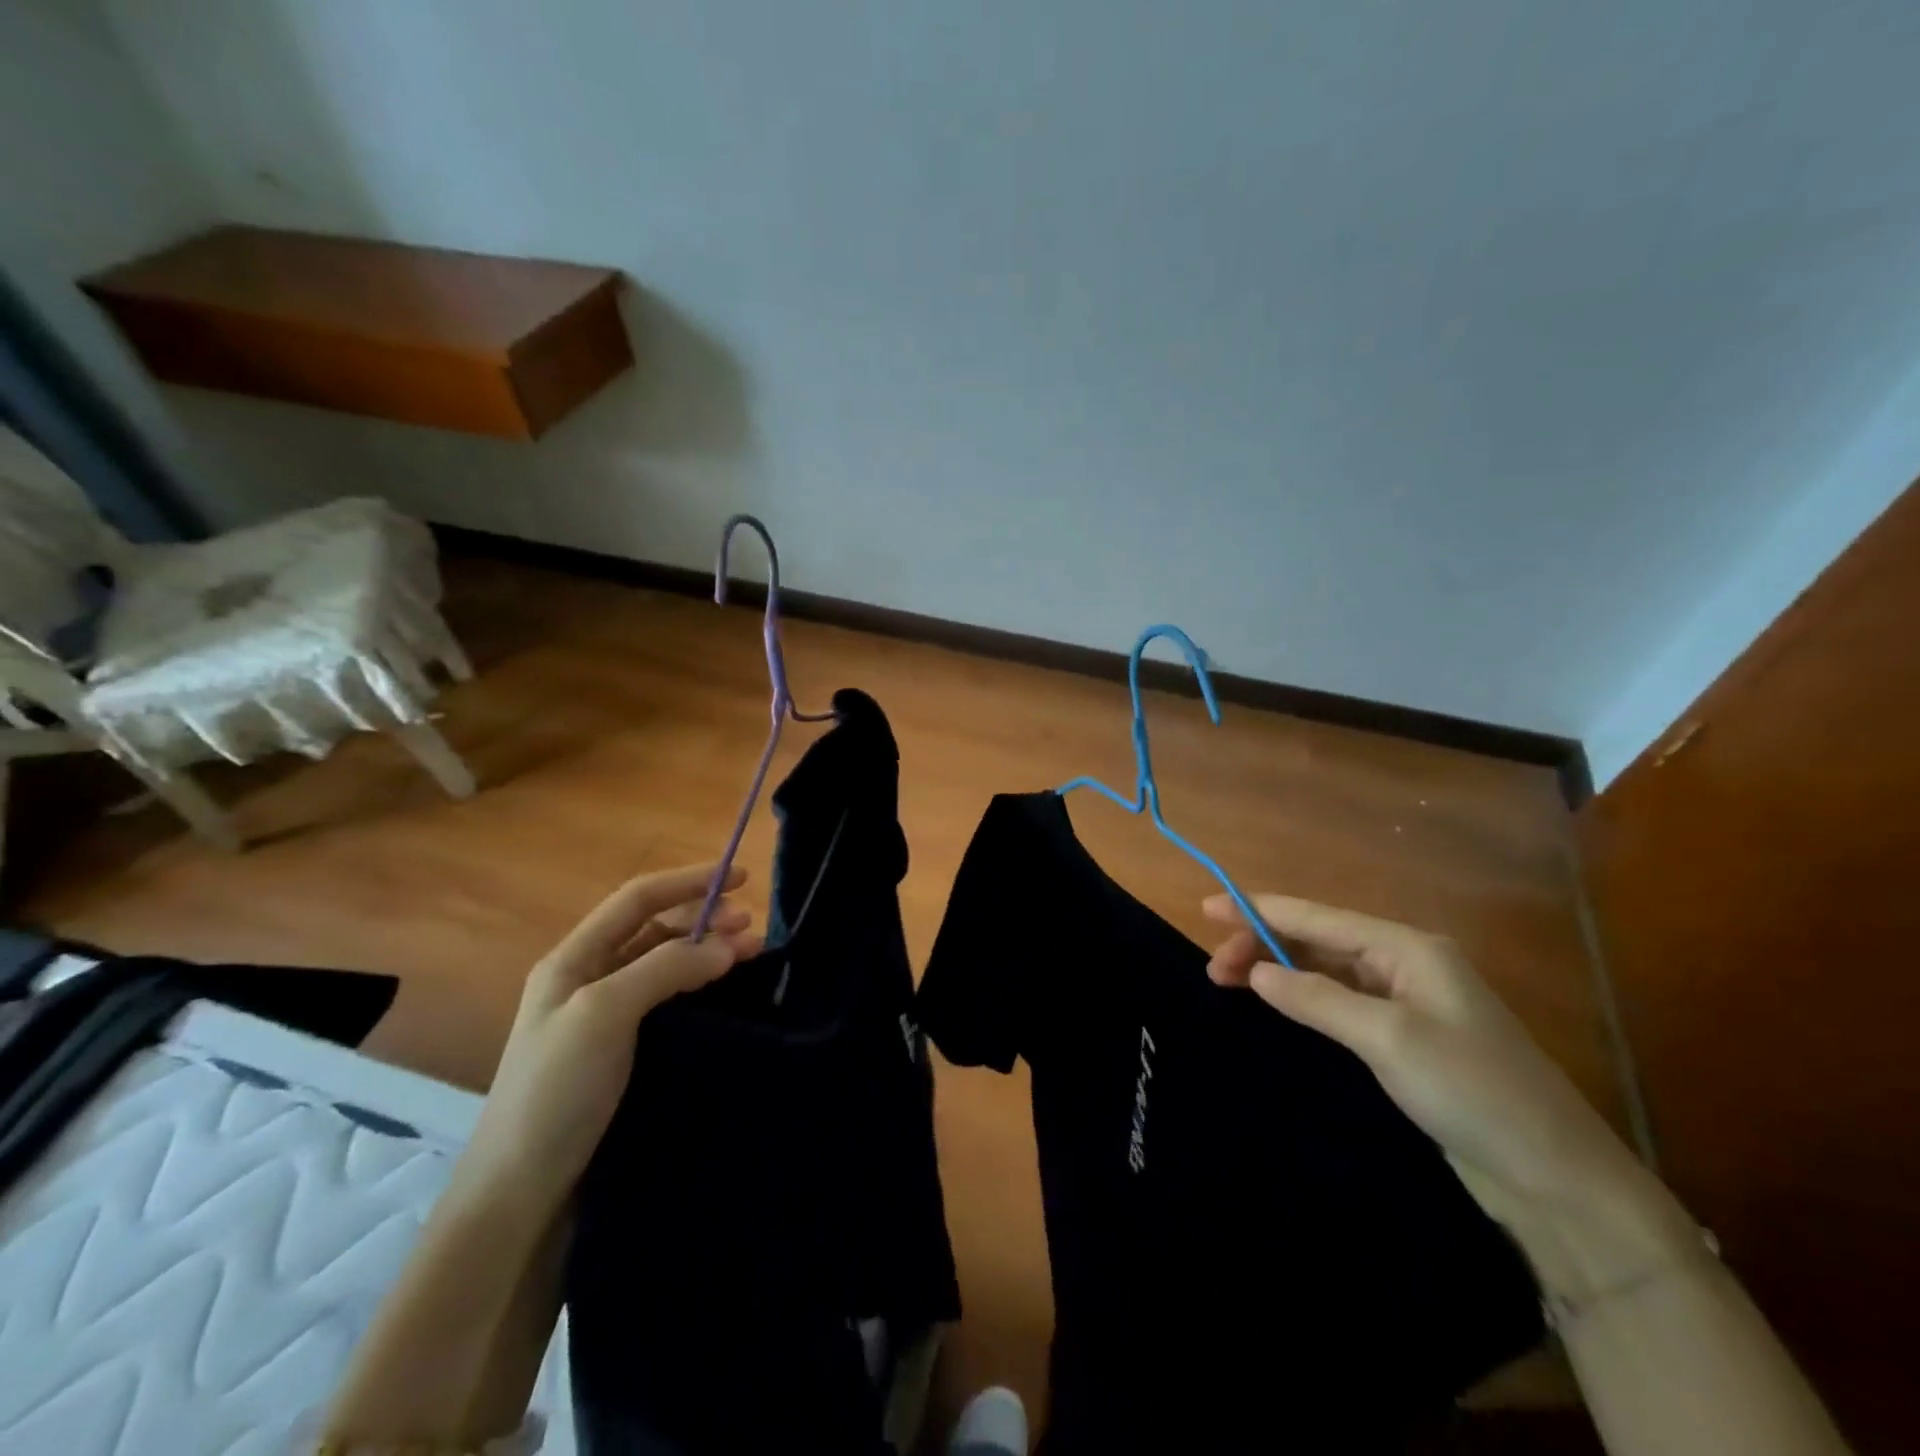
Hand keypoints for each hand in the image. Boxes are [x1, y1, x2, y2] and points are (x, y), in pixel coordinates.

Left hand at [458, 864, 762, 1214]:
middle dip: (705, 918)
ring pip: (667, 965)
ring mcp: (607, 1018)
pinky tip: (729, 994)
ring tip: (752, 954)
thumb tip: (728, 943)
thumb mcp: (604, 1014)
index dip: (688, 881)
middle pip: (655, 929)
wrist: (521, 1195)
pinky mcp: (626, 1053)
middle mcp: (590, 979)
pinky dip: (702, 987)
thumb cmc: (555, 1091)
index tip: (740, 877)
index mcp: (573, 959)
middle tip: (753, 926)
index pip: (638, 899)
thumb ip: (665, 968)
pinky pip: (671, 1001)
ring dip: (708, 952)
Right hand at [1204, 893, 1690, 1295]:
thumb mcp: (1388, 1039)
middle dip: (1263, 944)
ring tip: (1230, 983)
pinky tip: (1278, 1004)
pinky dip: (1303, 997)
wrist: (1556, 1179)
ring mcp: (1407, 1001)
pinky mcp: (1405, 1037)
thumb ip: (1317, 998)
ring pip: (1325, 969)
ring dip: (1278, 971)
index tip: (1206, 908)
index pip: (1317, 917)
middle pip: (1317, 939)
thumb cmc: (1473, 1092)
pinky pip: (1339, 1000)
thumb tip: (1255, 972)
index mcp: (1407, 947)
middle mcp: (1405, 963)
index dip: (1258, 909)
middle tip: (1214, 969)